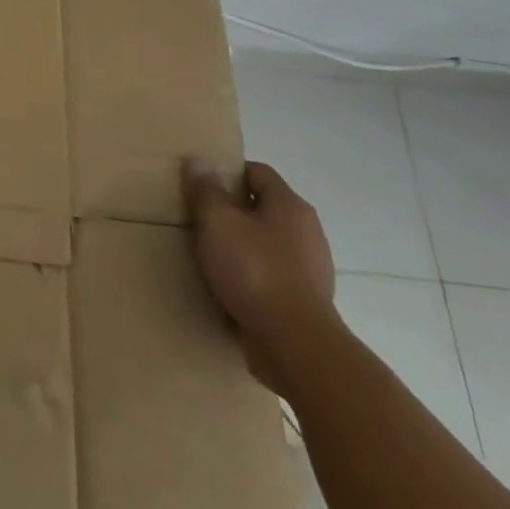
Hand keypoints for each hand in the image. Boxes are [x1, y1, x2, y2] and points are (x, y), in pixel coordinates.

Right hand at [183, 158, 338, 393]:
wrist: (296, 347)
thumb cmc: (255, 272)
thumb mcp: (217, 223)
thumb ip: (206, 191)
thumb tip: (198, 161)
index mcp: (290, 206)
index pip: (258, 172)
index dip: (228, 173)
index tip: (201, 186)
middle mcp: (307, 232)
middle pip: (262, 208)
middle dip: (231, 212)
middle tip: (199, 220)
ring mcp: (311, 269)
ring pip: (267, 244)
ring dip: (241, 246)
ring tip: (209, 256)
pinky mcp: (305, 301)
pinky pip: (272, 276)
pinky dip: (251, 276)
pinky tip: (228, 287)